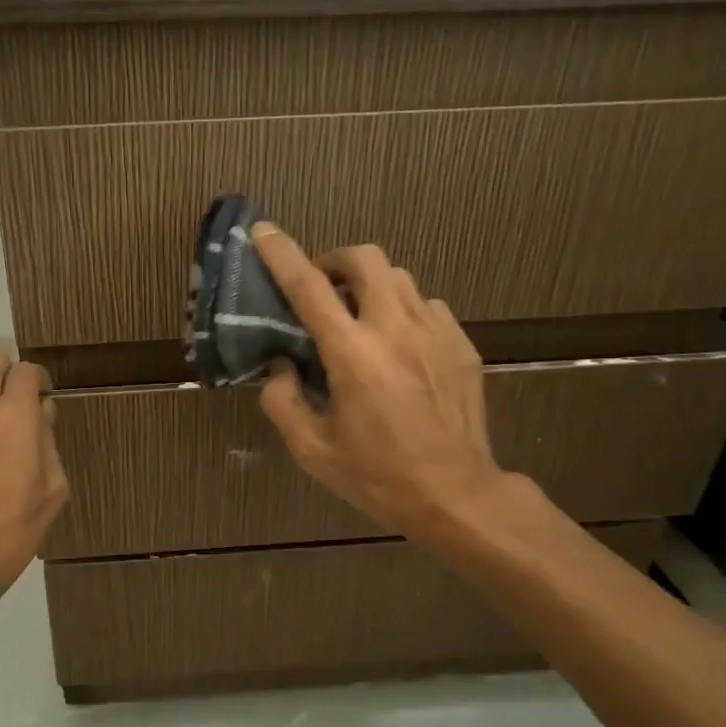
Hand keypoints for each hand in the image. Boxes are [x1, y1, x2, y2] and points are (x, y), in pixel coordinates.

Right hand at [252, 223, 509, 542]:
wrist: (456, 495)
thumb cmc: (377, 476)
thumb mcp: (311, 450)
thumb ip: (282, 400)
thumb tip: (280, 365)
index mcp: (353, 354)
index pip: (309, 287)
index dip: (282, 254)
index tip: (264, 231)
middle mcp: (395, 329)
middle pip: (366, 258)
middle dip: (336, 260)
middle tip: (323, 289)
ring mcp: (435, 332)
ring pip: (399, 278)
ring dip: (371, 287)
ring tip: (361, 320)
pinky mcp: (461, 345)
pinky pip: (427, 306)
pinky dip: (403, 311)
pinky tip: (399, 347)